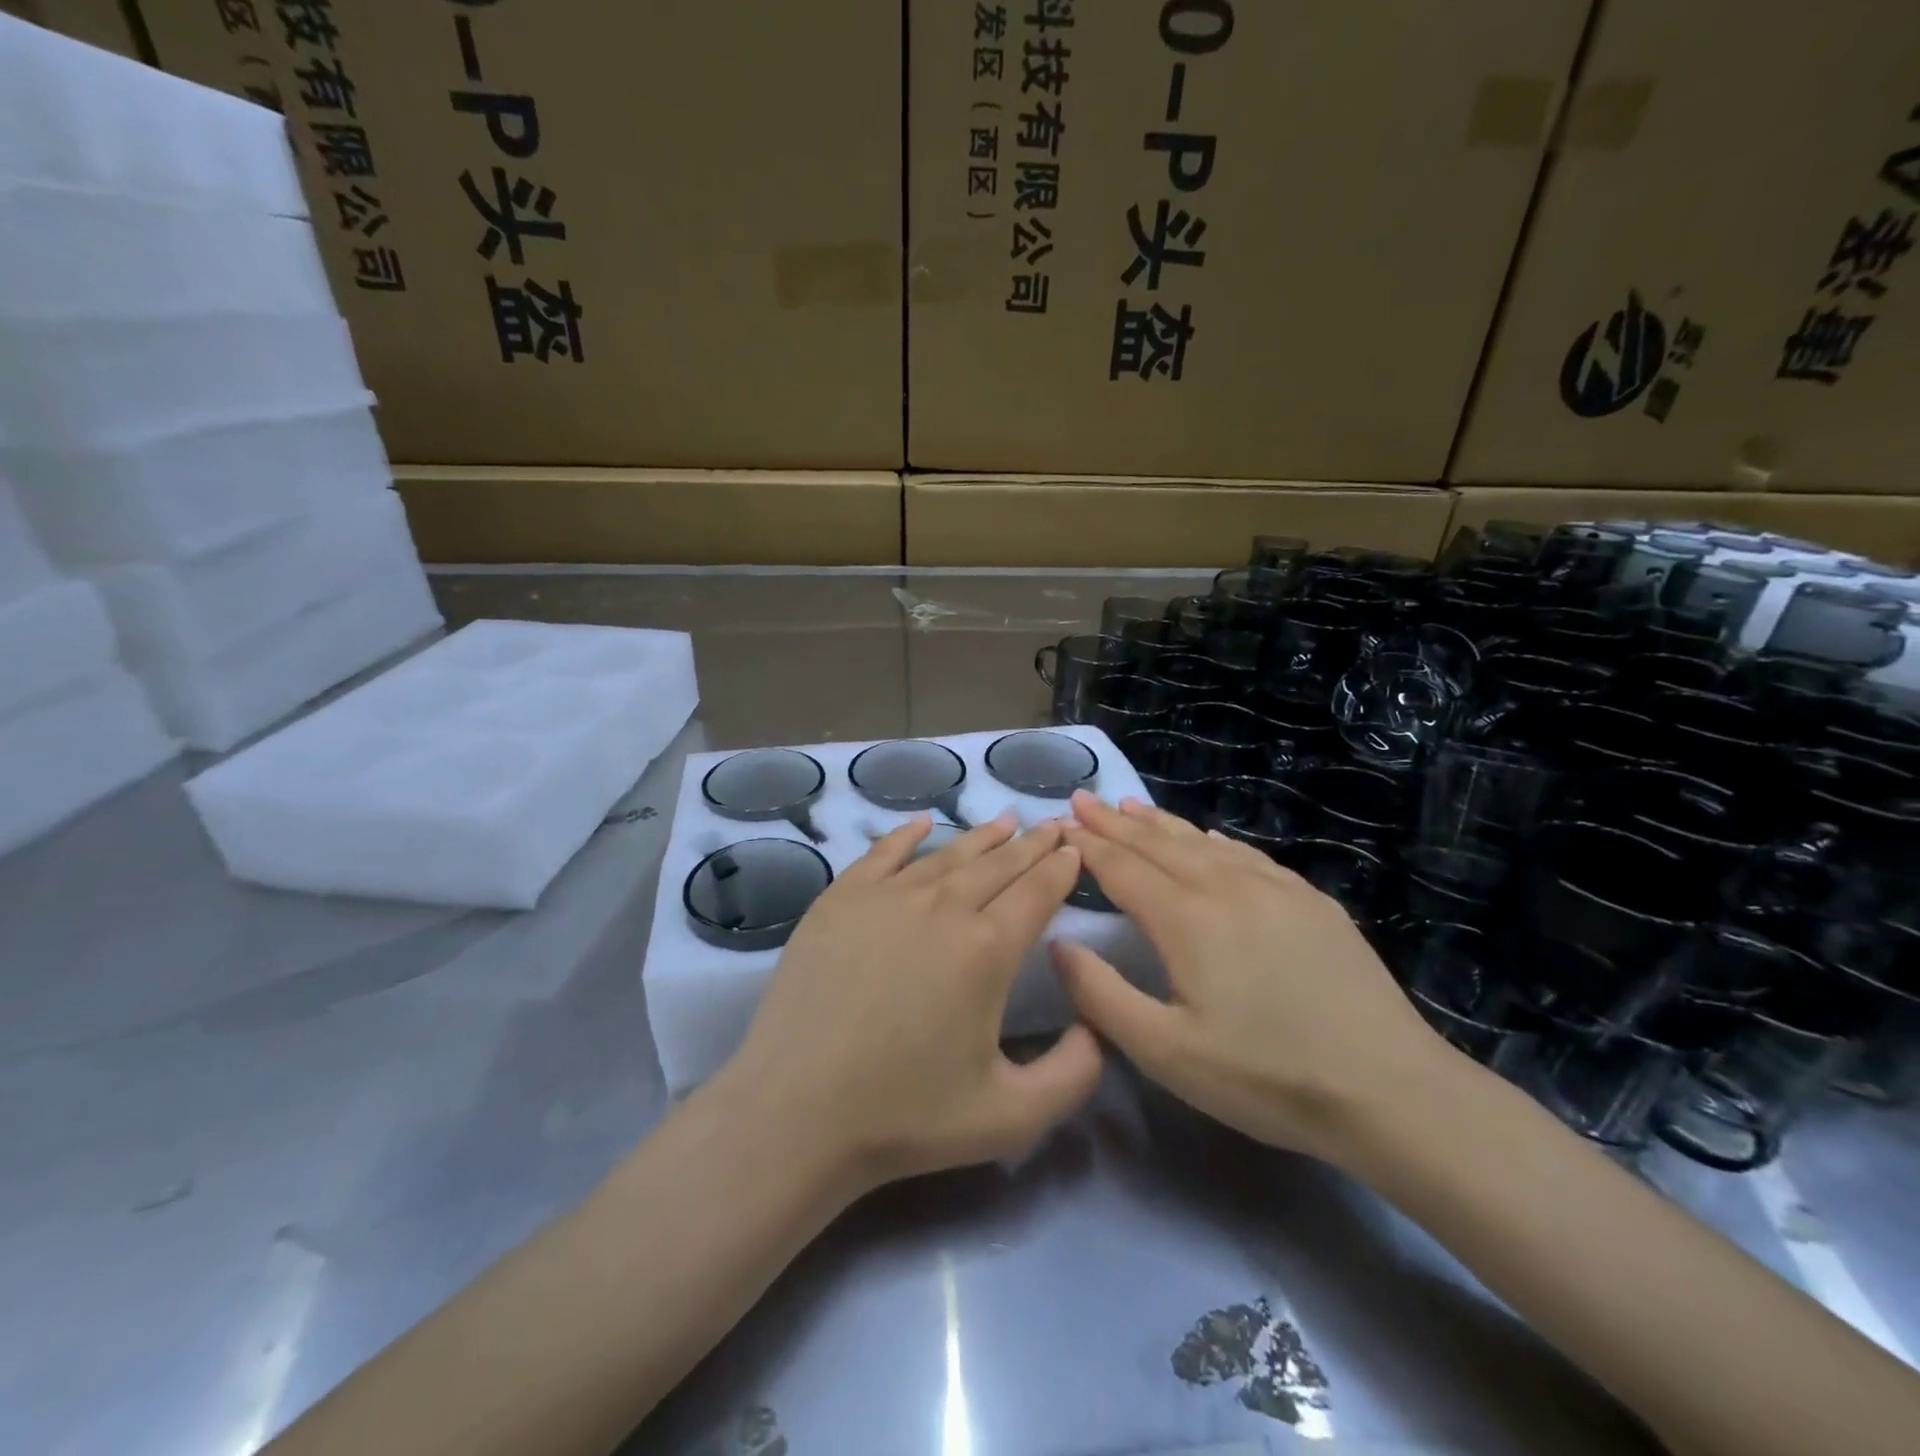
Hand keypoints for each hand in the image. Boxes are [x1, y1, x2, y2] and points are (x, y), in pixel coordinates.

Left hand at [716, 813, 1102, 1191]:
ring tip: (1006, 821)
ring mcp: (886, 897)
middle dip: (1032, 844)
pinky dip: (907, 835)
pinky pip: (882, 853)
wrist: (795, 1112)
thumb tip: (1097, 1025)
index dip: (1060, 868)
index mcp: (987, 950)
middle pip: (998, 865)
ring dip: (982, 837)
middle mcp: (942, 907)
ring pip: (947, 855)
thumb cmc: (905, 1117)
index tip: (1074, 847)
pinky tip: (923, 823)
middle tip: (1054, 825)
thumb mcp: (1011, 1117)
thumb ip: (1074, 1074)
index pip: (1037, 892)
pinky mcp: (839, 900)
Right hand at [1053, 793, 1444, 1162]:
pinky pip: (1248, 855)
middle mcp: (1227, 888)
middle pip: (1158, 844)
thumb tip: (1058, 944)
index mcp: (1187, 920)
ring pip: (1203, 842)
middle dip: (1114, 822)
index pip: (1121, 868)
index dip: (1086, 845)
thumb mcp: (1167, 1053)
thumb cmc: (1266, 1077)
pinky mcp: (1312, 903)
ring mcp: (1276, 890)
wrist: (1391, 1090)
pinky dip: (1215, 840)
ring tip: (1130, 806)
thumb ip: (1101, 995)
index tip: (1057, 823)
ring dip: (1160, 823)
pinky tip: (1209, 836)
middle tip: (1083, 799)